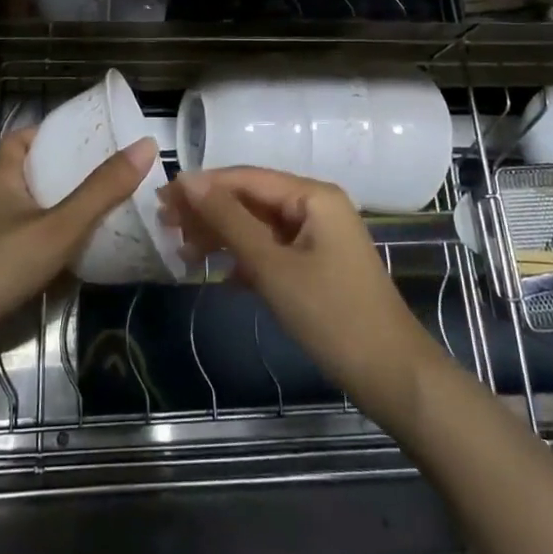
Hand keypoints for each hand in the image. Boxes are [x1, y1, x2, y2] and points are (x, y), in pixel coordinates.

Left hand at [0, 128, 157, 380]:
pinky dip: (46, 242)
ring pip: (26, 210)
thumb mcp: (59, 224)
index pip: (21, 139)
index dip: (49, 133)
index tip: (82, 137)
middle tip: (101, 175)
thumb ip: (101, 190)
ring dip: (55, 209)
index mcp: (2, 176)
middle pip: (27, 174)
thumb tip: (145, 146)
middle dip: (61, 173)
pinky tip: (72, 254)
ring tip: (97, 211)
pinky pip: (23, 242)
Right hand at [160, 168, 445, 423]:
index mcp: (312, 195)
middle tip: (165, 226)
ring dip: (223, 236)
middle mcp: (316, 206)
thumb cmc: (331, 315)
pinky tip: (219, 276)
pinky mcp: (317, 266)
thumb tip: (188, 180)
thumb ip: (229, 220)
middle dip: (209, 211)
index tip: (160, 198)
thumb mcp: (272, 266)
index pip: (246, 178)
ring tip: (183, 252)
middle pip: (251, 198)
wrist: (391, 375)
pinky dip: (245, 259)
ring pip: (259, 225)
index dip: (202, 186)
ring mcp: (318, 237)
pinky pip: (273, 250)